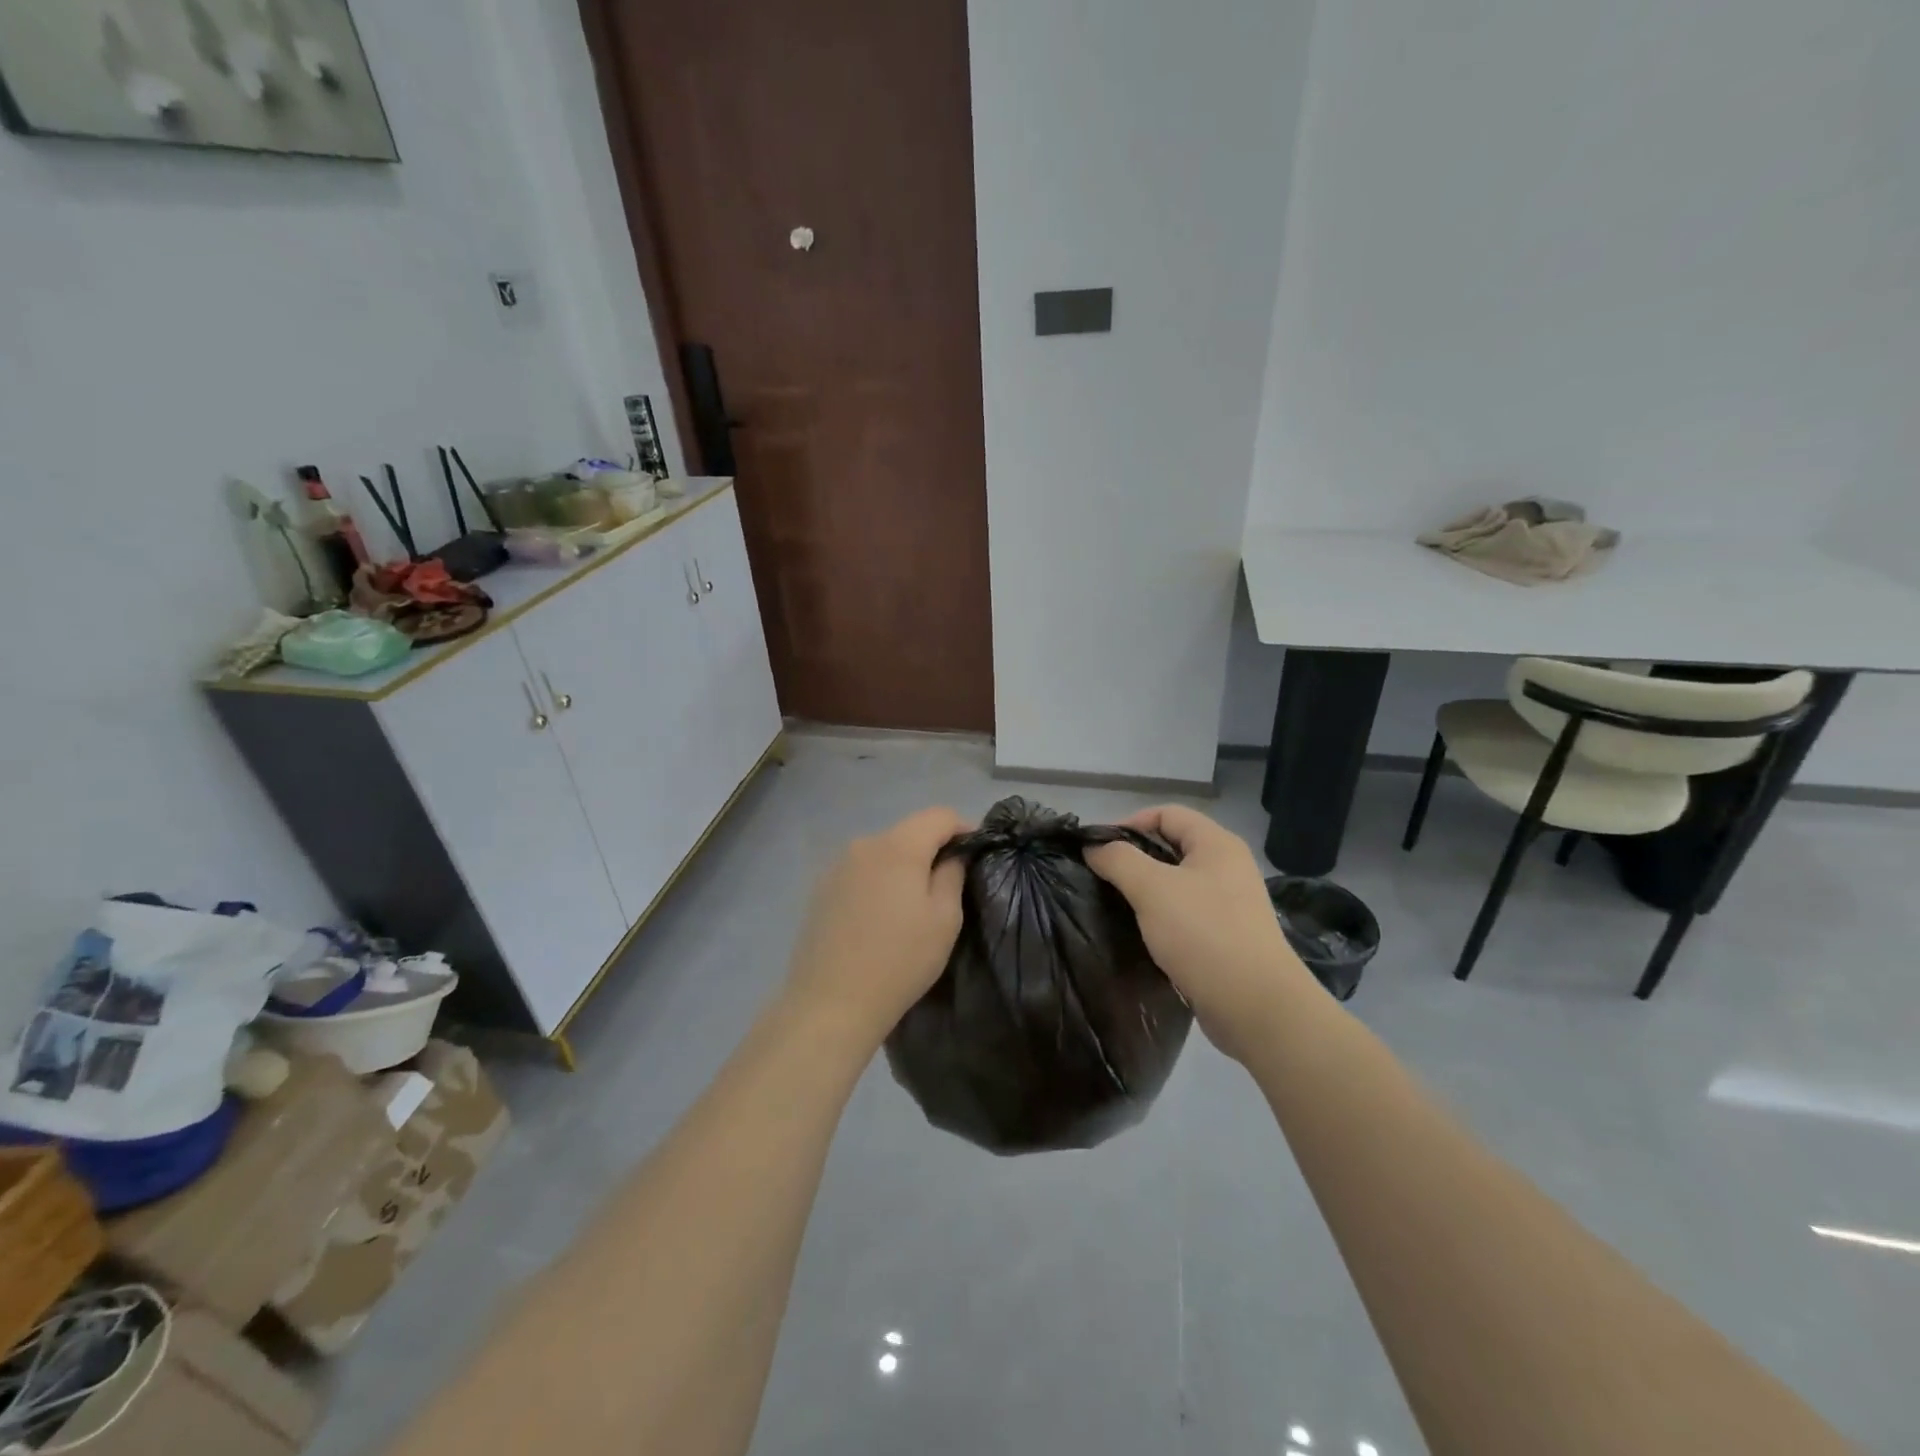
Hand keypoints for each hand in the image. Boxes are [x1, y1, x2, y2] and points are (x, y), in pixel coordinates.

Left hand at [782, 807, 969, 1048]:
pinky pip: (861, 871)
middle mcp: (864, 844)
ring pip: (883, 851)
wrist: (830, 1002)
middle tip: (947, 884)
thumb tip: (952, 855)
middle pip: (908, 831)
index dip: (963, 827)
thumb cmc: (900, 960)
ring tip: (912, 904)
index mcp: (898, 846)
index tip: (975, 853)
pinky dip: (878, 881)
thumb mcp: (944, 919)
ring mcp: (837, 865)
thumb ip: (952, 874)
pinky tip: (880, 916)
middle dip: (931, 849)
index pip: (938, 815)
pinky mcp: (821, 888)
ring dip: (903, 866)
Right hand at [1085, 805, 1312, 1061]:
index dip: (1129, 823)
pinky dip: (1161, 916)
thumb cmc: (1204, 934)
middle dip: (1134, 857)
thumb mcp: (1152, 888)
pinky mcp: (1226, 936)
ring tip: (1114, 904)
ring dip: (1145, 889)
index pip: (1166, 814)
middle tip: (1101, 877)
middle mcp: (1227, 867)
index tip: (1098, 848)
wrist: (1255, 1006)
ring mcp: (1229, 903)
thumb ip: (1118, 859)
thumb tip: (1093, 847)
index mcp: (1217, 844)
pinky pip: (1185, 913)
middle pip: (1171, 846)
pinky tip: (1140, 932)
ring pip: (1177, 882)